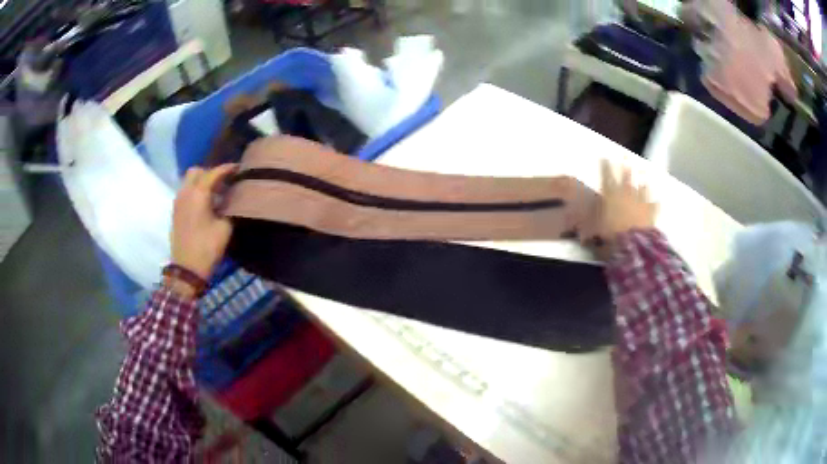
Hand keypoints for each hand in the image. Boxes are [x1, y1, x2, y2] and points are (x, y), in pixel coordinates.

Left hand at [171, 164, 237, 279]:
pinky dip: (195, 191)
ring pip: (189, 181)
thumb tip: (232, 198)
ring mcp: (178, 201)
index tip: (239, 169)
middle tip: (223, 183)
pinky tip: (205, 204)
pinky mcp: (175, 211)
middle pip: (197, 171)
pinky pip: (185, 192)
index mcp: (198, 193)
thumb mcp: (225, 227)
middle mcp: (185, 192)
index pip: (214, 172)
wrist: (187, 269)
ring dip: (201, 182)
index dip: (227, 169)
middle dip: (210, 173)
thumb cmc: (207, 247)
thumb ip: (229, 208)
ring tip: (215, 194)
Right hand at [589, 160, 657, 255]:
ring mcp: (640, 202)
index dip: (604, 166)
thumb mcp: (593, 228)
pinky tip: (658, 200)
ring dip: (643, 180)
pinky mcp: (650, 213)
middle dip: (625, 165)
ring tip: (644, 172)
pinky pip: (654, 206)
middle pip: (626, 176)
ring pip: (642, 187)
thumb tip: (575, 217)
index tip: (603, 157)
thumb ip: (588, 221)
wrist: (632, 245)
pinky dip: (655, 203)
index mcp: (610, 194)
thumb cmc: (610, 234)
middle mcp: (626, 194)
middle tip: (626, 155)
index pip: (606, 176)